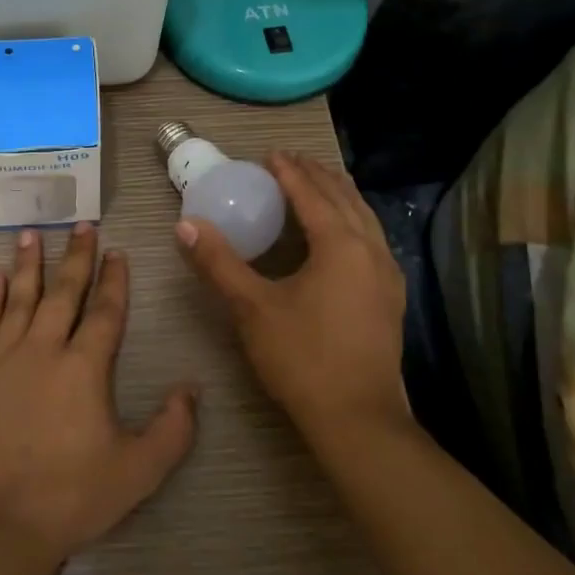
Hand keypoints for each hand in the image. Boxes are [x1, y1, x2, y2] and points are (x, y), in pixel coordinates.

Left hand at [0, 223, 200, 571]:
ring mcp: (2, 359)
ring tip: (31, 233)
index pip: (104, 311)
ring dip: (27, 264)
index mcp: (84, 368)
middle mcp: (43, 350)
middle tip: (80, 224)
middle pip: (62, 292)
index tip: (117, 251)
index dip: (114, 279)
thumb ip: (172, 429)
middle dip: (75, 256)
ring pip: (18, 299)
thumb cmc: (70, 498)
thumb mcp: (137, 472)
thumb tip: (192, 389)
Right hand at [177, 151, 408, 438]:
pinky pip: (371, 239)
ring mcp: (387, 274)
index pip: (312, 194)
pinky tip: (339, 233)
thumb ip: (218, 262)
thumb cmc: (302, 358)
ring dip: (338, 195)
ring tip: (316, 183)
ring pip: (364, 217)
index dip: (289, 171)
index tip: (269, 154)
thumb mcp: (252, 307)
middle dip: (317, 175)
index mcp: (340, 245)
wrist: (357, 420)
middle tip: (289, 162)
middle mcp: (371, 250)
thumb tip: (184, 225)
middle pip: (344, 198)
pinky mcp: (390, 296)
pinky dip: (352, 220)